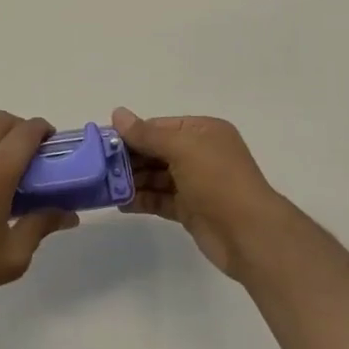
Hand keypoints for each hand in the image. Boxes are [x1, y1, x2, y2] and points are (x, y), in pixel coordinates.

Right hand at [111, 109, 299, 279]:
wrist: (250, 235)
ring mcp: (196, 183)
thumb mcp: (181, 148)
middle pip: (156, 151)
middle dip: (129, 158)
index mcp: (203, 132)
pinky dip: (141, 200)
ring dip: (131, 180)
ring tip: (103, 186)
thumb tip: (117, 113)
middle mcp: (200, 154)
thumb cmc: (217, 180)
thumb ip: (147, 134)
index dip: (132, 133)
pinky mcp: (191, 210)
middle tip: (98, 166)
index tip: (103, 142)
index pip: (160, 126)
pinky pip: (160, 199)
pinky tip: (119, 203)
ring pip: (156, 177)